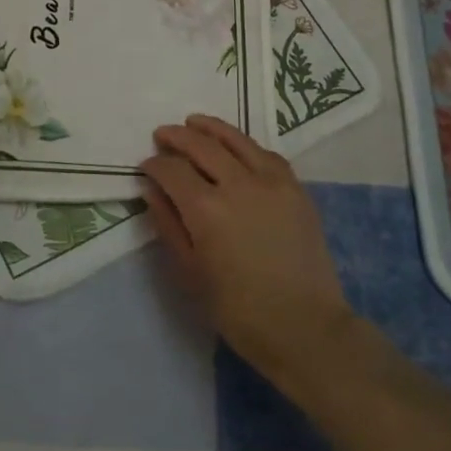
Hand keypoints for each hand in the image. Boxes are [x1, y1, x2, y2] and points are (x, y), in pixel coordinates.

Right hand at [142, 115, 353, 386]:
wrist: (305, 327)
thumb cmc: (238, 309)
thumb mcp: (190, 272)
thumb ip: (168, 225)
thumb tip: (151, 190)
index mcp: (206, 209)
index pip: (172, 170)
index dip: (154, 164)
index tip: (146, 166)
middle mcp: (238, 185)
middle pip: (201, 146)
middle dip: (176, 137)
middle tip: (162, 135)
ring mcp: (271, 183)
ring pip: (236, 140)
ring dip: (211, 128)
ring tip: (194, 123)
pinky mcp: (295, 189)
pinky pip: (266, 154)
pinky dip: (245, 144)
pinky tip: (236, 146)